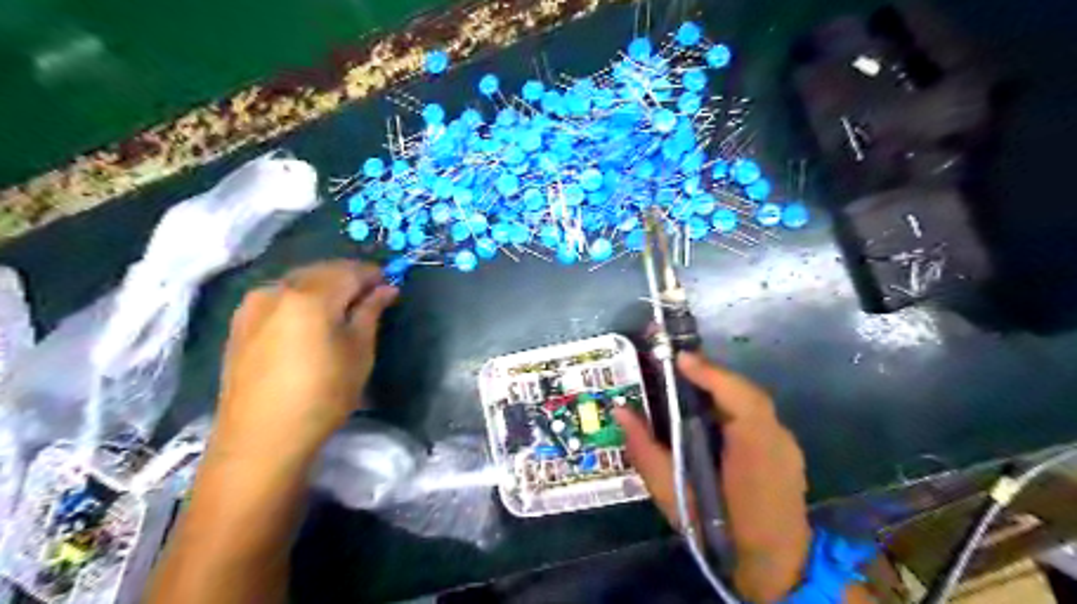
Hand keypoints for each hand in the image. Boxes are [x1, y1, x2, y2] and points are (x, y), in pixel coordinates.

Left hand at [214, 258, 393, 456]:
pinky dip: (302, 298)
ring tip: (343, 308)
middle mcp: (278, 290)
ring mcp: (253, 305)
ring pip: (299, 281)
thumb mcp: (359, 352)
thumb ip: (371, 312)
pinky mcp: (240, 323)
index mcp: (310, 296)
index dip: (374, 274)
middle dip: (349, 277)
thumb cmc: (322, 395)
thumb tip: (386, 288)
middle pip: (321, 271)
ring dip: (325, 286)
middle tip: (371, 296)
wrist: (261, 438)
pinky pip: (279, 296)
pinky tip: (311, 318)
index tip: (390, 285)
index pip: (350, 271)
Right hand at [613, 352, 806, 601]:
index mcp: (755, 452)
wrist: (775, 568)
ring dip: (718, 391)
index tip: (677, 358)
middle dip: (709, 377)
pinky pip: (754, 417)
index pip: (740, 398)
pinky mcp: (784, 450)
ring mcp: (785, 444)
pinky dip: (729, 408)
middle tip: (673, 369)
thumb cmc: (719, 533)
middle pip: (743, 394)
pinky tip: (707, 416)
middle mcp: (777, 439)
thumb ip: (647, 451)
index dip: (710, 373)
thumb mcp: (673, 496)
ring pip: (749, 403)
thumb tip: (621, 411)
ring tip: (685, 386)